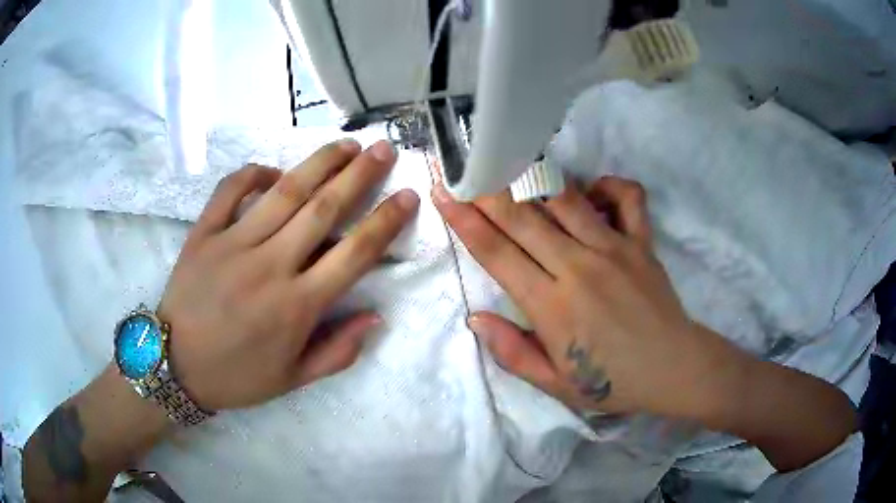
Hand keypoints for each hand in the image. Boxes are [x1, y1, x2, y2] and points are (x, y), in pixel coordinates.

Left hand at [158, 139, 418, 410]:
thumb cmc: (236, 376)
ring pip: (285, 192)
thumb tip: (376, 316)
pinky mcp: (203, 233)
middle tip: (383, 149)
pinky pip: (231, 190)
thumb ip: (338, 352)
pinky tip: (274, 172)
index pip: (355, 254)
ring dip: (320, 163)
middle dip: (360, 175)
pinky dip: (255, 173)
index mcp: (297, 306)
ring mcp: (233, 244)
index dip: (386, 222)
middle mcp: (270, 266)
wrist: (175, 366)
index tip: (407, 196)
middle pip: (324, 209)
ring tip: (346, 145)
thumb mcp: (293, 380)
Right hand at [432, 177, 745, 418]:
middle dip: (488, 189)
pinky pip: (626, 196)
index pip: (497, 253)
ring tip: (512, 163)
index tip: (445, 194)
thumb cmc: (612, 381)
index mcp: (552, 306)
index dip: (465, 220)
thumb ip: (513, 351)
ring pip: (565, 198)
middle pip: (522, 216)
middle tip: (467, 167)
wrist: (672, 369)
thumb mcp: (556, 384)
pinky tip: (590, 190)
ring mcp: (614, 248)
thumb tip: (476, 317)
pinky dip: (607, 184)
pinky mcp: (641, 241)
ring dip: (533, 178)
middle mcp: (578, 267)